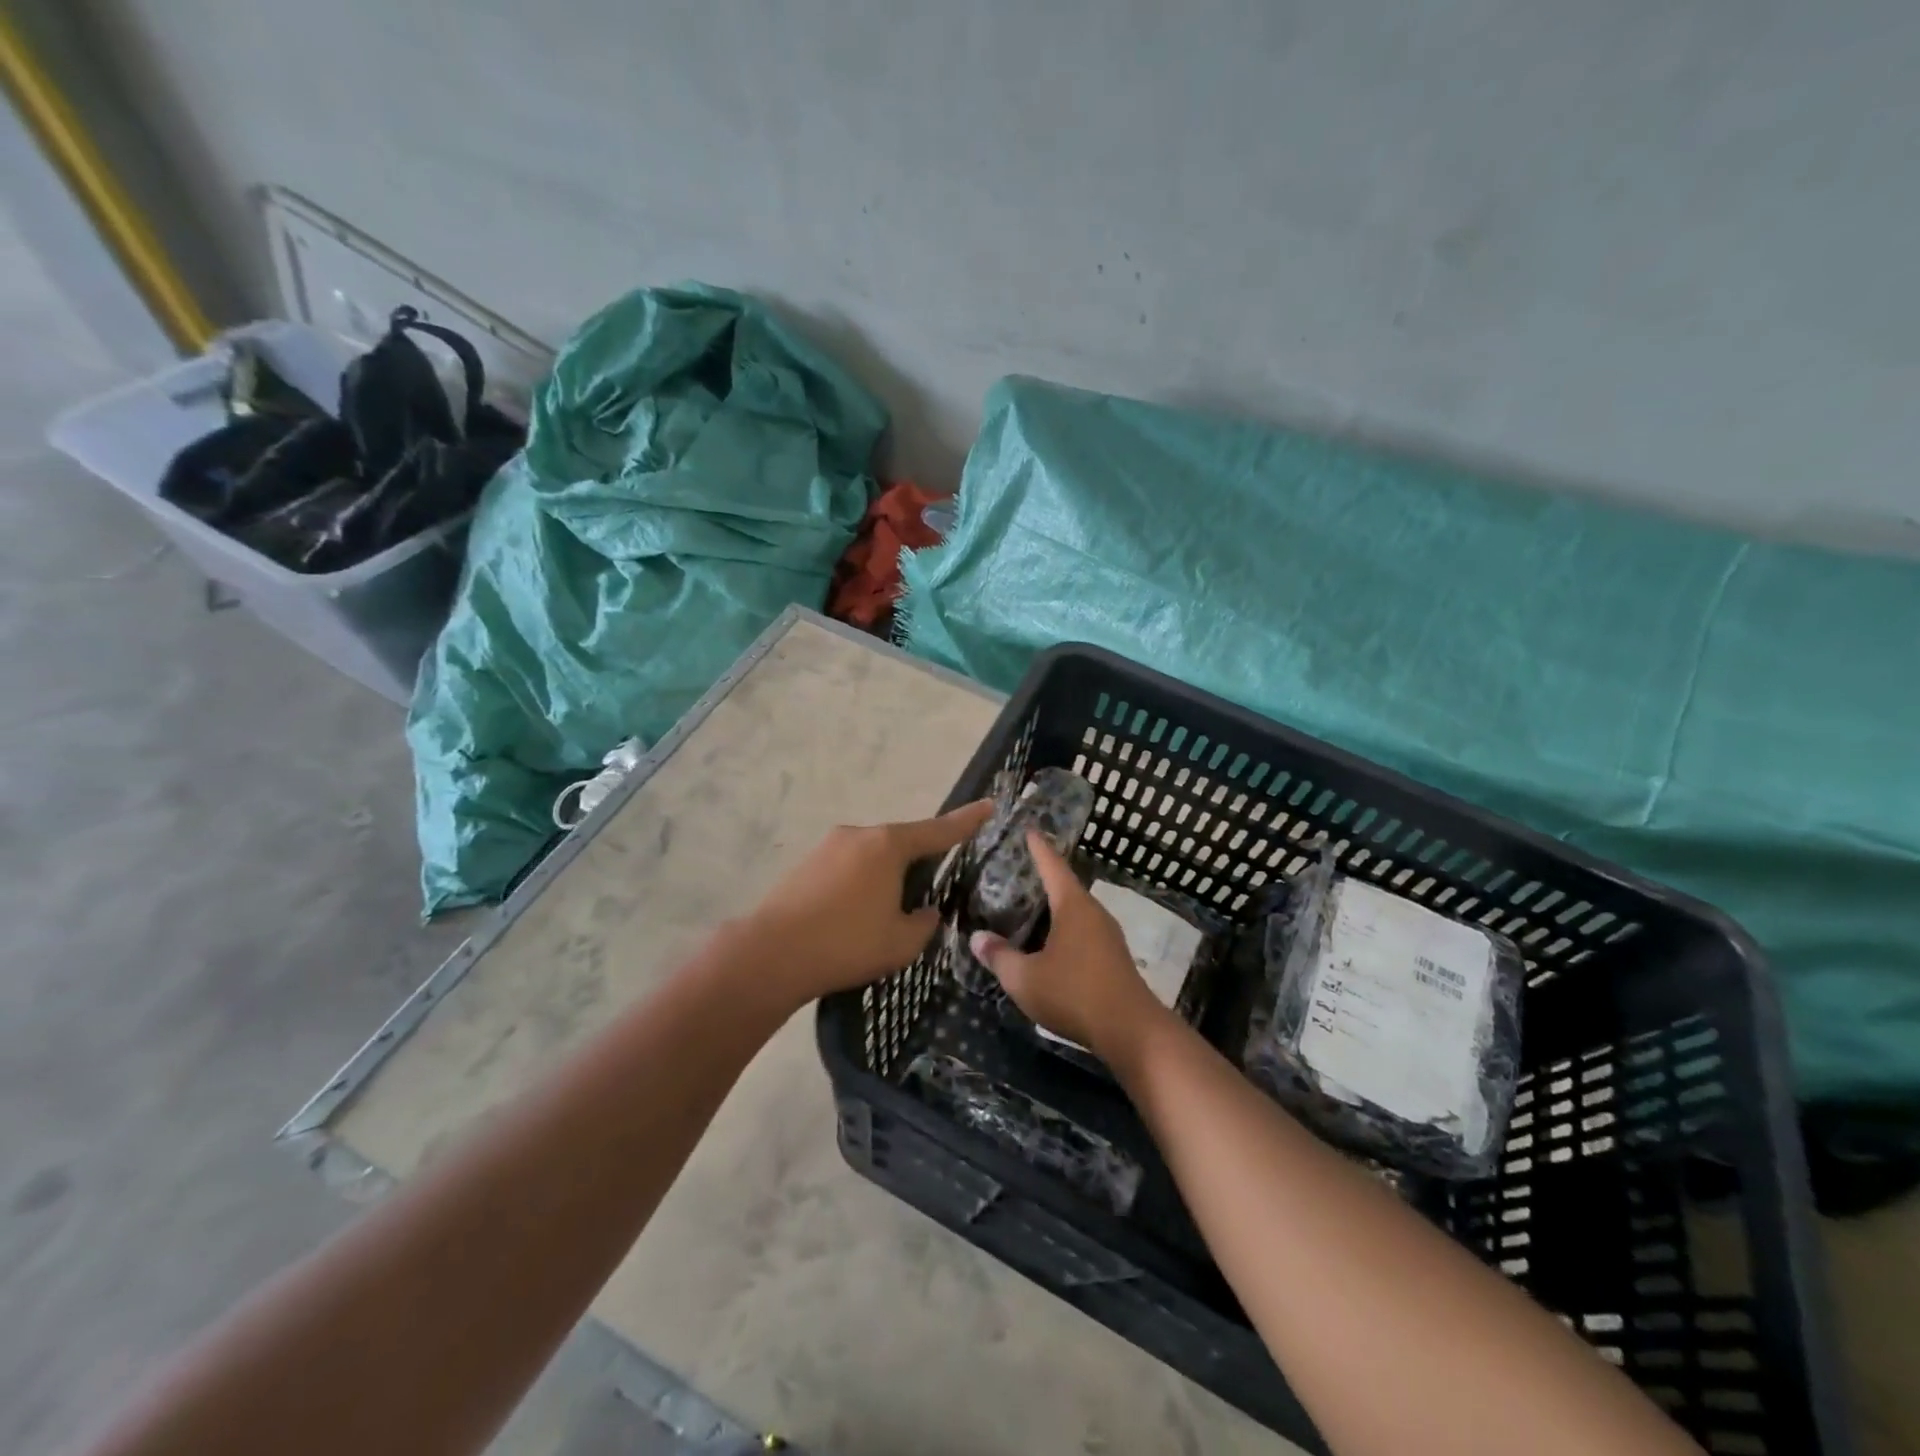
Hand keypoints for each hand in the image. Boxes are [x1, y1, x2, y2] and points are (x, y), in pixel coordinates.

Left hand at [738, 800, 993, 1006]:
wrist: (770, 954)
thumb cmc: (846, 944)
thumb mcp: (901, 942)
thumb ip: (924, 923)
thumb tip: (926, 911)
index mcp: (889, 845)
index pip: (939, 830)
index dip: (967, 821)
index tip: (989, 805)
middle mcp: (860, 835)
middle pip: (902, 842)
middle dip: (917, 863)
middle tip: (925, 895)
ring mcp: (828, 845)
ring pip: (873, 855)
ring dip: (886, 876)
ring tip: (883, 915)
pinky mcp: (806, 863)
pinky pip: (848, 866)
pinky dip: (860, 883)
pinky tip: (853, 915)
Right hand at [970, 832, 1165, 1060]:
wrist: (1131, 1030)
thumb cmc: (1074, 993)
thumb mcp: (1025, 979)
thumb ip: (999, 957)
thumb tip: (977, 938)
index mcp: (1072, 906)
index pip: (1052, 866)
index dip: (1038, 848)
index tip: (1029, 829)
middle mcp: (1093, 912)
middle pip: (1066, 886)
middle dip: (1044, 877)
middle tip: (1018, 871)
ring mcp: (1108, 934)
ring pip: (1076, 911)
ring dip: (1055, 906)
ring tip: (1030, 906)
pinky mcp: (1114, 956)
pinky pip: (1084, 930)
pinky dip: (1064, 927)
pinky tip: (1050, 942)